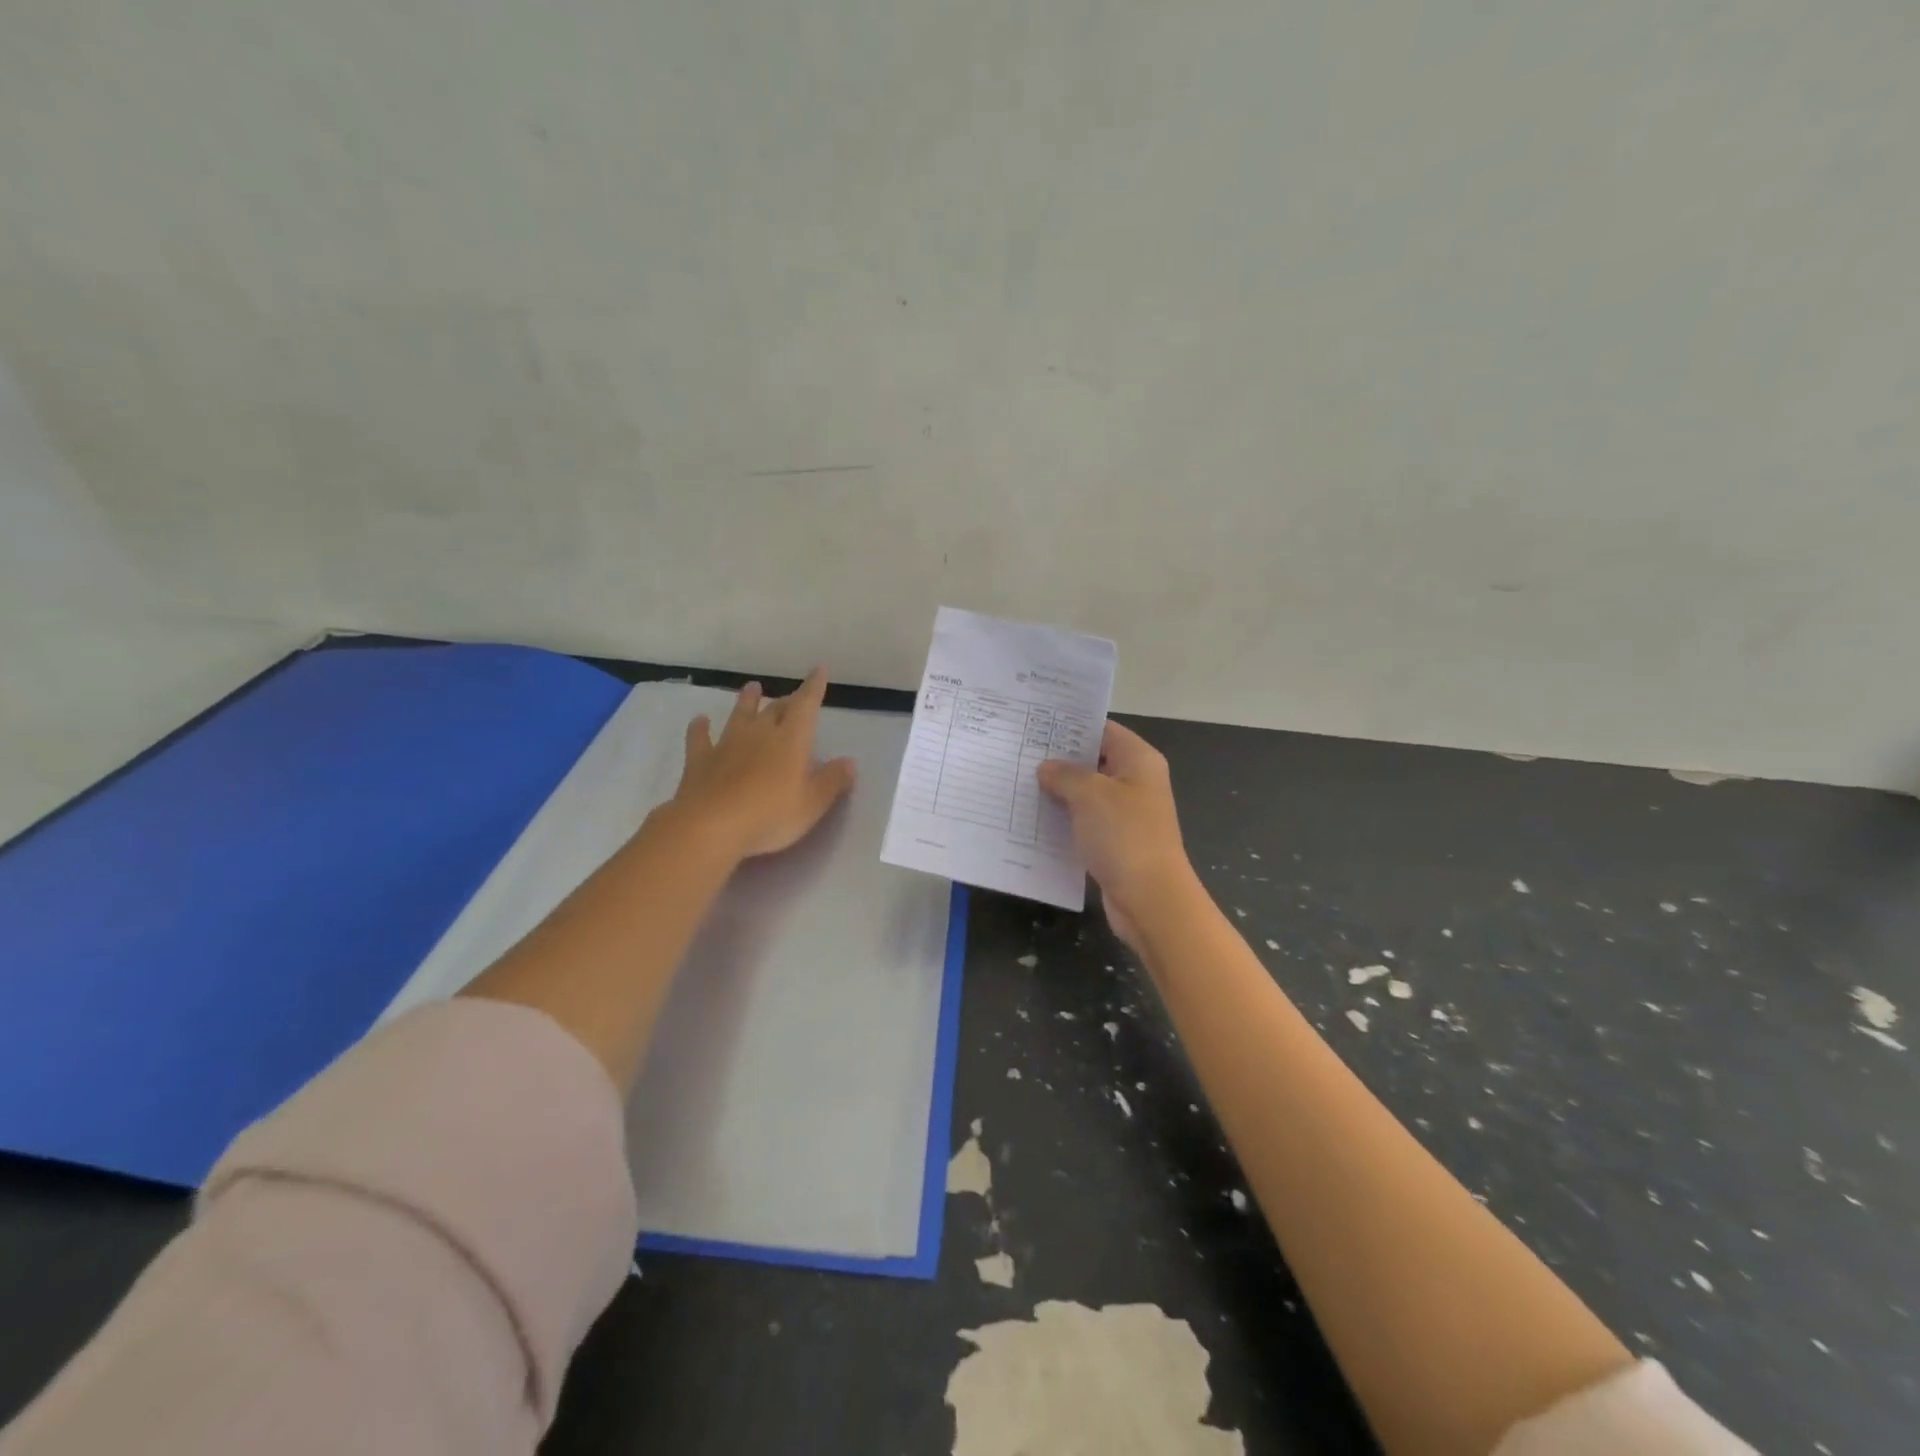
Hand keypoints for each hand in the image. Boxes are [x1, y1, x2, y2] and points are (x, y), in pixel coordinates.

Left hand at [669, 669, 856, 860]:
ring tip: (752, 687)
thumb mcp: (812, 804)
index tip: (819, 669)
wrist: (711, 826)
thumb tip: (849, 761)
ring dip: (747, 701)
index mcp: (791, 740)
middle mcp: (760, 733)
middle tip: (792, 698)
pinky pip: (699, 738)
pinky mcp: (700, 760)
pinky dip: (700, 727)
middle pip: (776, 709)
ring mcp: (727, 744)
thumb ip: (832, 781)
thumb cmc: (770, 816)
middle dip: (786, 701)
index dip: (814, 686)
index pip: (806, 705)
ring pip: (740, 714)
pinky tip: (699, 720)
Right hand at [1037, 720, 1196, 947]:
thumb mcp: (1090, 794)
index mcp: (1138, 760)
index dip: (1071, 726)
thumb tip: (1046, 768)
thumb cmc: (1124, 835)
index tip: (1035, 724)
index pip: (1103, 729)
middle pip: (1094, 761)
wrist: (1149, 899)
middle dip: (1059, 759)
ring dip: (1058, 791)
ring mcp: (1126, 814)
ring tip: (1018, 782)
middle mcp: (1135, 782)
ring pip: (1086, 793)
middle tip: (1019, 752)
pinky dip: (1063, 819)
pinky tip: (1033, 818)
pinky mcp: (1115, 841)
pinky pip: (1084, 821)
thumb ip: (1065, 774)